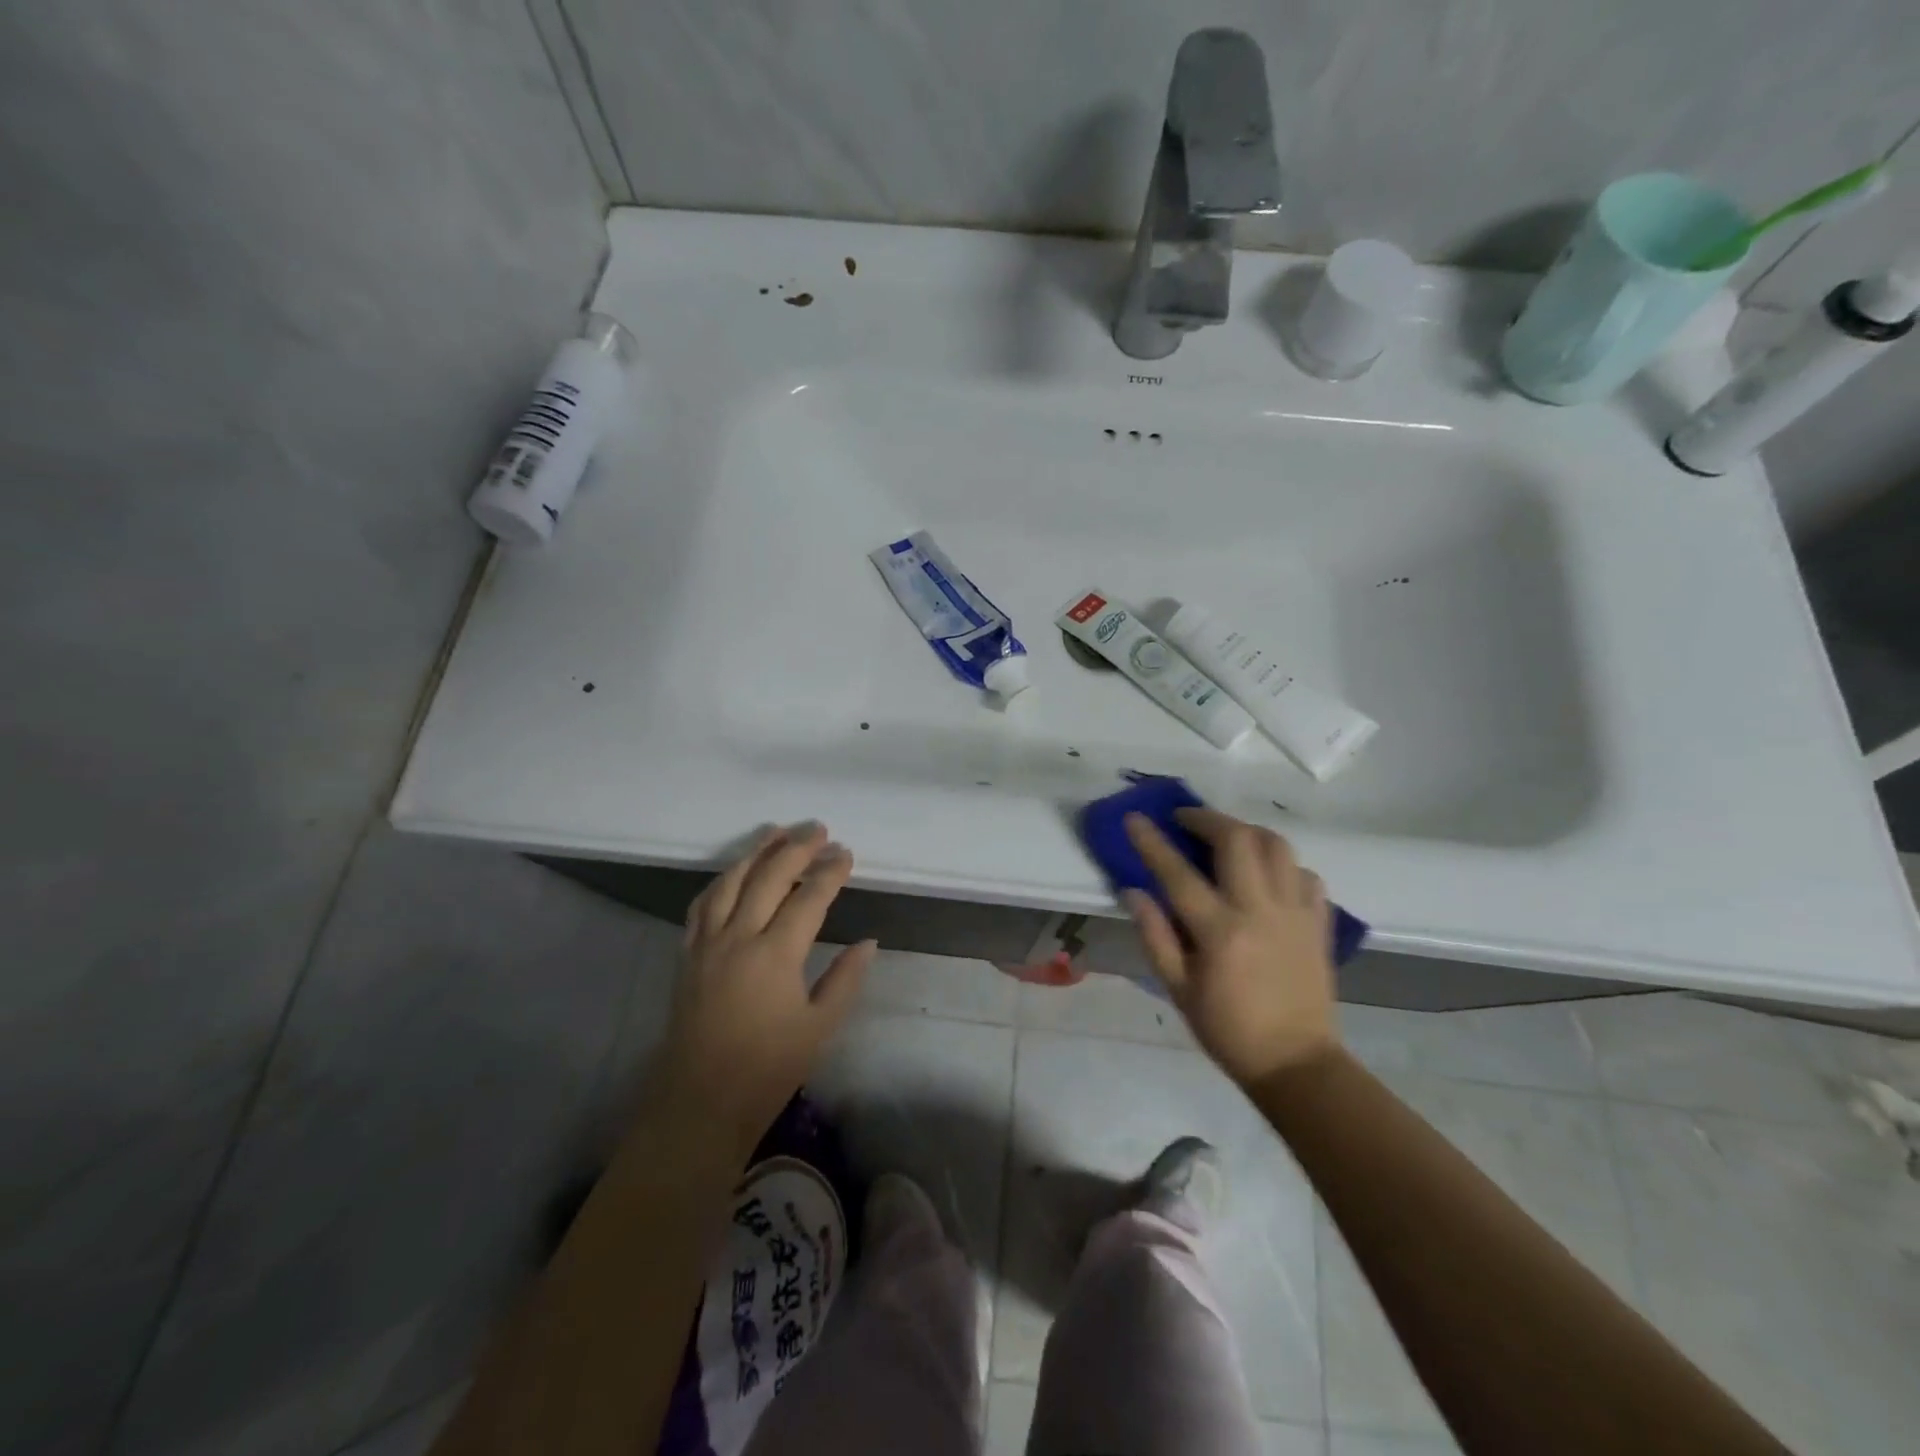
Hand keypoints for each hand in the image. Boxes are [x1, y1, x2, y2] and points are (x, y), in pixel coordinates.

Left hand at [649, 823, 874, 1155]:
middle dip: (796, 848)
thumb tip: (868, 942)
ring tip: (777, 832)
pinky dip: (722, 879)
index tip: (847, 854)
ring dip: (756, 852)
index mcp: (775, 955)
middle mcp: (738, 937)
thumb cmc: (767, 1070)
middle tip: (819, 830)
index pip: (809, 897)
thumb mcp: (820, 1028)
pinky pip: (702, 903)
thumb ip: (846, 979)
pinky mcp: (686, 955)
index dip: (830, 872)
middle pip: (768, 876)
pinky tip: (734, 872)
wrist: (698, 1104)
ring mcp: (706, 943)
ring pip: (730, 881)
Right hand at [1123, 808, 1338, 1087]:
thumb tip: (1133, 892)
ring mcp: (1296, 913)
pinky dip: (1283, 863)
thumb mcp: (1178, 990)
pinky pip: (1305, 874)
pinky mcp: (1319, 922)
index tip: (1134, 817)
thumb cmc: (1228, 1029)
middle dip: (1206, 818)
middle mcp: (1260, 911)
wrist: (1297, 1063)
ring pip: (1277, 846)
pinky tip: (1267, 873)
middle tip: (1185, 819)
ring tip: (1226, 836)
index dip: (1152, 841)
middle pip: (1237, 839)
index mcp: (1220, 932)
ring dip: (1246, 831)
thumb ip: (1155, 936)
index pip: (1177, 873)